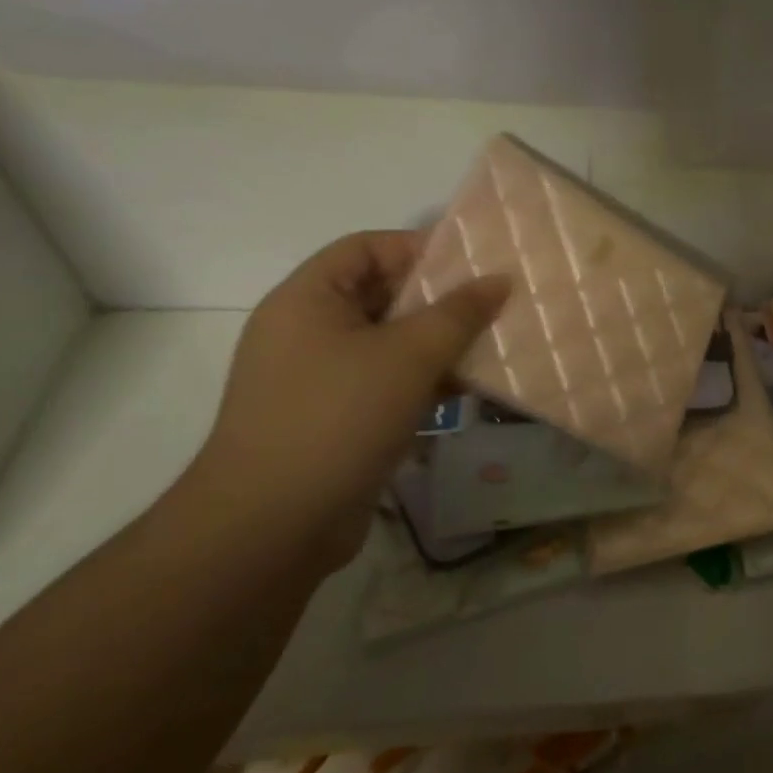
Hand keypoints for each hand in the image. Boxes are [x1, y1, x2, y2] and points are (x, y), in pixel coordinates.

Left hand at [185, 231, 509, 569]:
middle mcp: (307, 331)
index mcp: (307, 299)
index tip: (472, 266)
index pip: (366, 248)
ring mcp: (319, 379)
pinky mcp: (334, 419)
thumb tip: (499, 279)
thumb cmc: (338, 418)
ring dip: (438, 344)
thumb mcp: (409, 356)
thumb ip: (459, 313)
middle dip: (439, 300)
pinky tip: (468, 390)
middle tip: (493, 306)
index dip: (418, 248)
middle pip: (381, 295)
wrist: (273, 525)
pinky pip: (386, 383)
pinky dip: (424, 381)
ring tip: (491, 346)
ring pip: (389, 343)